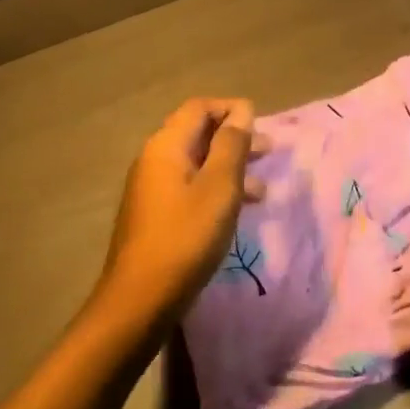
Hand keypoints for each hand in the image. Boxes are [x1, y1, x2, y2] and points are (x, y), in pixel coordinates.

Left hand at [98, 98, 268, 324]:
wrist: (139, 300)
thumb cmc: (185, 236)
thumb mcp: (219, 187)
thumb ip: (232, 144)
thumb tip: (241, 110)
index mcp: (166, 146)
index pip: (199, 108)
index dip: (231, 109)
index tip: (261, 123)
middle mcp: (155, 160)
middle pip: (198, 134)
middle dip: (235, 139)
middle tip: (270, 150)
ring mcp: (153, 189)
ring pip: (197, 164)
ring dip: (230, 168)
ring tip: (262, 188)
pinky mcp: (156, 215)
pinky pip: (191, 188)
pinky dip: (216, 190)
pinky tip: (237, 211)